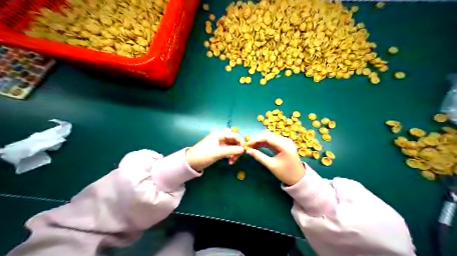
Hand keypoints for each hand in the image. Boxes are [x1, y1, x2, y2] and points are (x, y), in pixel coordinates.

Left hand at [184, 130, 244, 171]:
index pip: (234, 135)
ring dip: (234, 153)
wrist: (191, 162)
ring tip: (232, 161)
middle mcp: (220, 137)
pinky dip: (231, 156)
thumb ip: (231, 150)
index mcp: (219, 134)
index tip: (244, 150)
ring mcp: (220, 144)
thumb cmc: (204, 155)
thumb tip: (243, 149)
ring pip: (232, 147)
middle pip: (234, 141)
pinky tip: (230, 162)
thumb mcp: (218, 152)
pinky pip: (229, 151)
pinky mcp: (219, 150)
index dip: (240, 141)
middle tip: (237, 157)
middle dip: (237, 149)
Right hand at [245, 131, 304, 184]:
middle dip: (257, 139)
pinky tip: (257, 146)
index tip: (247, 144)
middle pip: (268, 135)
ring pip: (269, 137)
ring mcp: (285, 141)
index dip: (255, 139)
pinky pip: (272, 140)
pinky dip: (264, 143)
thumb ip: (259, 156)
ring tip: (251, 146)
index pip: (267, 137)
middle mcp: (285, 140)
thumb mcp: (271, 165)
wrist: (299, 178)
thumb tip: (248, 151)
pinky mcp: (284, 144)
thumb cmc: (285, 173)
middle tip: (248, 145)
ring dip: (260, 140)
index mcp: (284, 144)